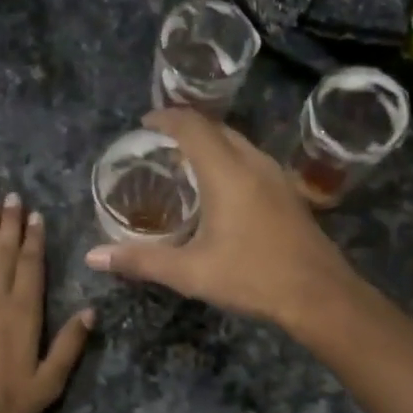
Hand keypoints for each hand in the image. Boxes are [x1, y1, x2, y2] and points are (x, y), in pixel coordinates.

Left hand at [0, 193, 93, 412]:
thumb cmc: (2, 403)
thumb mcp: (48, 384)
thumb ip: (69, 346)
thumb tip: (90, 311)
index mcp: (23, 313)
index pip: (30, 266)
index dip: (34, 239)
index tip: (36, 215)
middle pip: (3, 253)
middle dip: (9, 223)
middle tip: (11, 197)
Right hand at [84, 109, 356, 330]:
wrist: (319, 294)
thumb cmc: (252, 276)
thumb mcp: (190, 272)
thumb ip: (141, 260)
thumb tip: (93, 256)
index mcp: (226, 172)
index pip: (192, 126)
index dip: (166, 118)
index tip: (144, 124)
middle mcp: (252, 163)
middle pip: (216, 129)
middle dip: (186, 129)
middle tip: (158, 146)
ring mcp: (275, 176)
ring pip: (238, 143)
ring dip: (210, 143)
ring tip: (184, 163)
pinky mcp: (288, 193)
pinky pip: (251, 160)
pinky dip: (228, 160)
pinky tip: (220, 189)